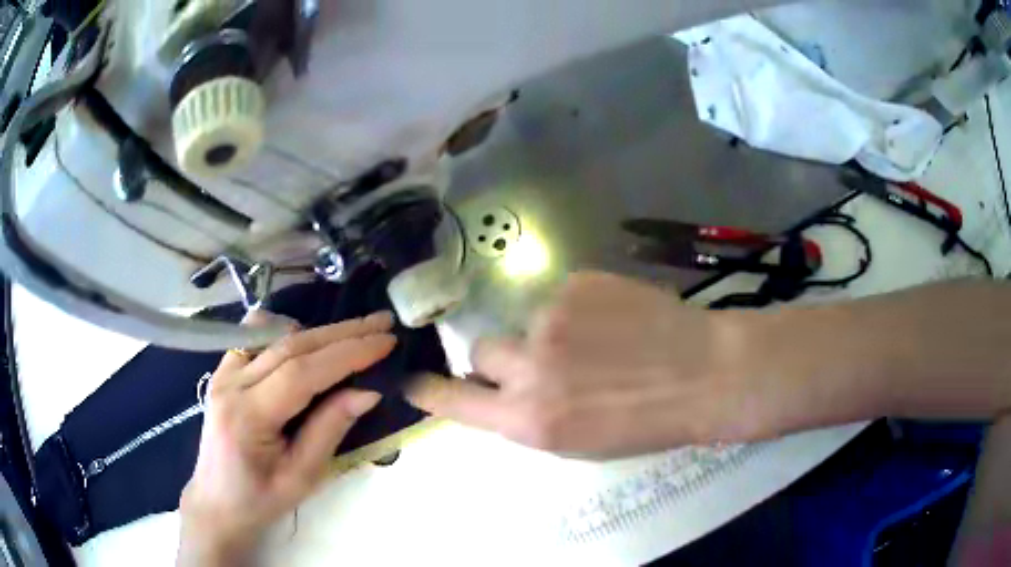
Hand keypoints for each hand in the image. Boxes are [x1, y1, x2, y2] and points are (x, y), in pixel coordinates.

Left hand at [177, 311, 395, 565]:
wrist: (217, 500)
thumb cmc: (261, 498)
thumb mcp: (303, 477)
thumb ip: (331, 430)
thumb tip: (368, 391)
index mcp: (248, 416)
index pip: (302, 372)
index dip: (346, 353)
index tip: (385, 342)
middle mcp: (231, 383)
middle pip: (290, 345)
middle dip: (341, 332)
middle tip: (382, 323)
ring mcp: (222, 372)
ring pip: (274, 335)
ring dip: (318, 331)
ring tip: (355, 331)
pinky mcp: (223, 370)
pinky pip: (256, 337)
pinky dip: (287, 331)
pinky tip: (307, 341)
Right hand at [408, 271, 786, 457]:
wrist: (705, 374)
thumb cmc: (647, 422)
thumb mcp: (579, 441)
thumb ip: (530, 416)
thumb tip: (500, 391)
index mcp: (531, 420)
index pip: (455, 401)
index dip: (428, 390)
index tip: (410, 380)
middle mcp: (530, 367)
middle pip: (482, 349)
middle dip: (502, 357)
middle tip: (544, 361)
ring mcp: (552, 317)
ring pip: (525, 320)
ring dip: (547, 332)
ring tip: (598, 341)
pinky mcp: (578, 282)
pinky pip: (560, 295)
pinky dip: (579, 308)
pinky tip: (616, 320)